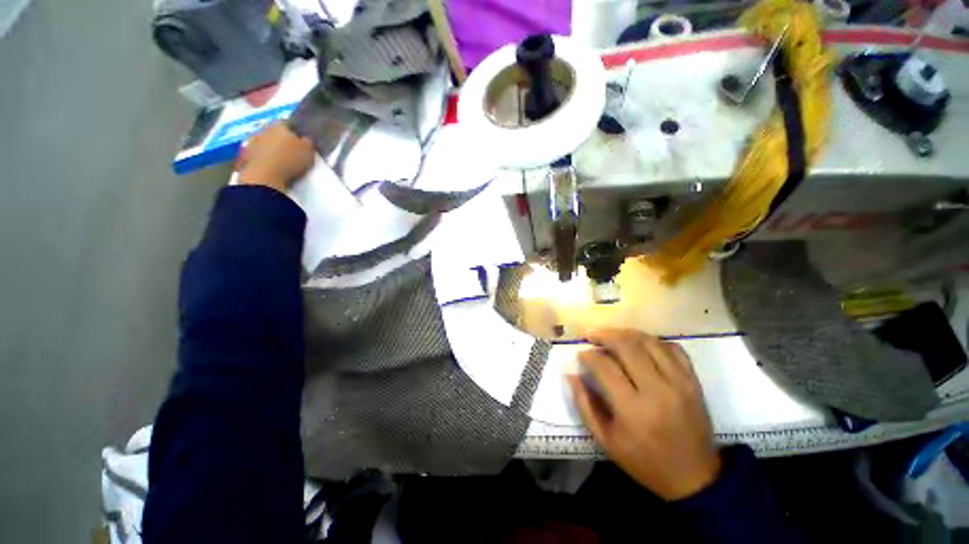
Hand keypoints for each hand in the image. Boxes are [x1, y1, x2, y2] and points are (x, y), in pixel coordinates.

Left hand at [238, 122, 314, 191]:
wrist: (265, 174)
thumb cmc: (290, 160)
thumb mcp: (308, 152)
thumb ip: (308, 142)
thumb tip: (305, 138)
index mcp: (280, 124)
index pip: (288, 123)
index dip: (295, 131)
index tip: (300, 139)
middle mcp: (264, 128)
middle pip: (274, 130)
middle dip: (281, 137)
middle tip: (290, 148)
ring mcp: (253, 139)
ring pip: (265, 140)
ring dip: (271, 146)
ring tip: (279, 157)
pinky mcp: (246, 152)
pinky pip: (258, 150)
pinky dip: (263, 154)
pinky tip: (270, 162)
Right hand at [568, 329, 721, 500]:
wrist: (693, 478)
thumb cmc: (644, 462)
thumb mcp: (605, 440)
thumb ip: (584, 404)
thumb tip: (571, 374)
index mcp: (633, 409)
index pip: (605, 367)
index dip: (588, 355)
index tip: (581, 354)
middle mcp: (657, 390)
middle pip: (627, 346)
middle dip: (605, 335)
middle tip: (592, 335)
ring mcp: (679, 383)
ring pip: (650, 342)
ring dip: (627, 333)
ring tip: (613, 336)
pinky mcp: (693, 382)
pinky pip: (673, 349)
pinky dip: (654, 342)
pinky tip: (642, 345)